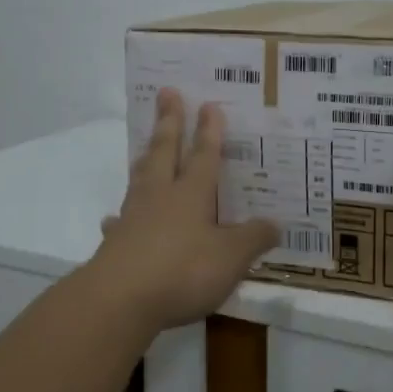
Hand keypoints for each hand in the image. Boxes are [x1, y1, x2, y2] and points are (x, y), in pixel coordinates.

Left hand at [90, 90, 279, 330]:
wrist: (120, 299)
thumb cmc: (182, 270)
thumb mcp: (231, 258)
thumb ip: (253, 239)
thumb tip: (276, 223)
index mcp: (192, 193)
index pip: (204, 154)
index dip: (209, 130)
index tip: (208, 103)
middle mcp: (161, 195)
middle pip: (165, 150)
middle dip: (169, 121)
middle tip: (167, 92)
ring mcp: (134, 217)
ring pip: (141, 176)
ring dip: (146, 158)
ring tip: (145, 146)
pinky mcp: (116, 243)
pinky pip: (120, 220)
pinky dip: (121, 216)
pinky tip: (116, 218)